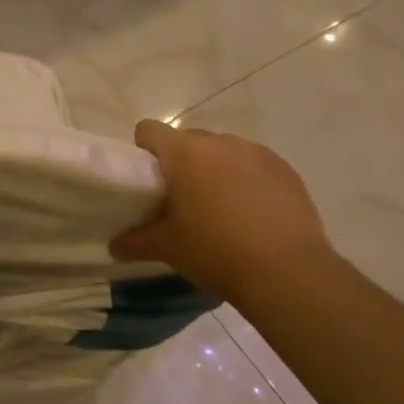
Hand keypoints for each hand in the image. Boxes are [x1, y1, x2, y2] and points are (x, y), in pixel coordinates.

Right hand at [112, 118, 333, 300]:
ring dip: (216, 170)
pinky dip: (248, 180)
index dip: (143, 151)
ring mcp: (256, 152)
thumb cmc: (217, 252)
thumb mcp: (168, 249)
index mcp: (184, 153)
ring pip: (223, 151)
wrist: (289, 273)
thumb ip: (135, 242)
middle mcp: (219, 142)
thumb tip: (114, 245)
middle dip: (181, 163)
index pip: (149, 130)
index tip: (149, 181)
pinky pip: (254, 164)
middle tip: (183, 201)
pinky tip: (254, 213)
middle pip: (188, 140)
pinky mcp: (284, 168)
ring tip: (222, 209)